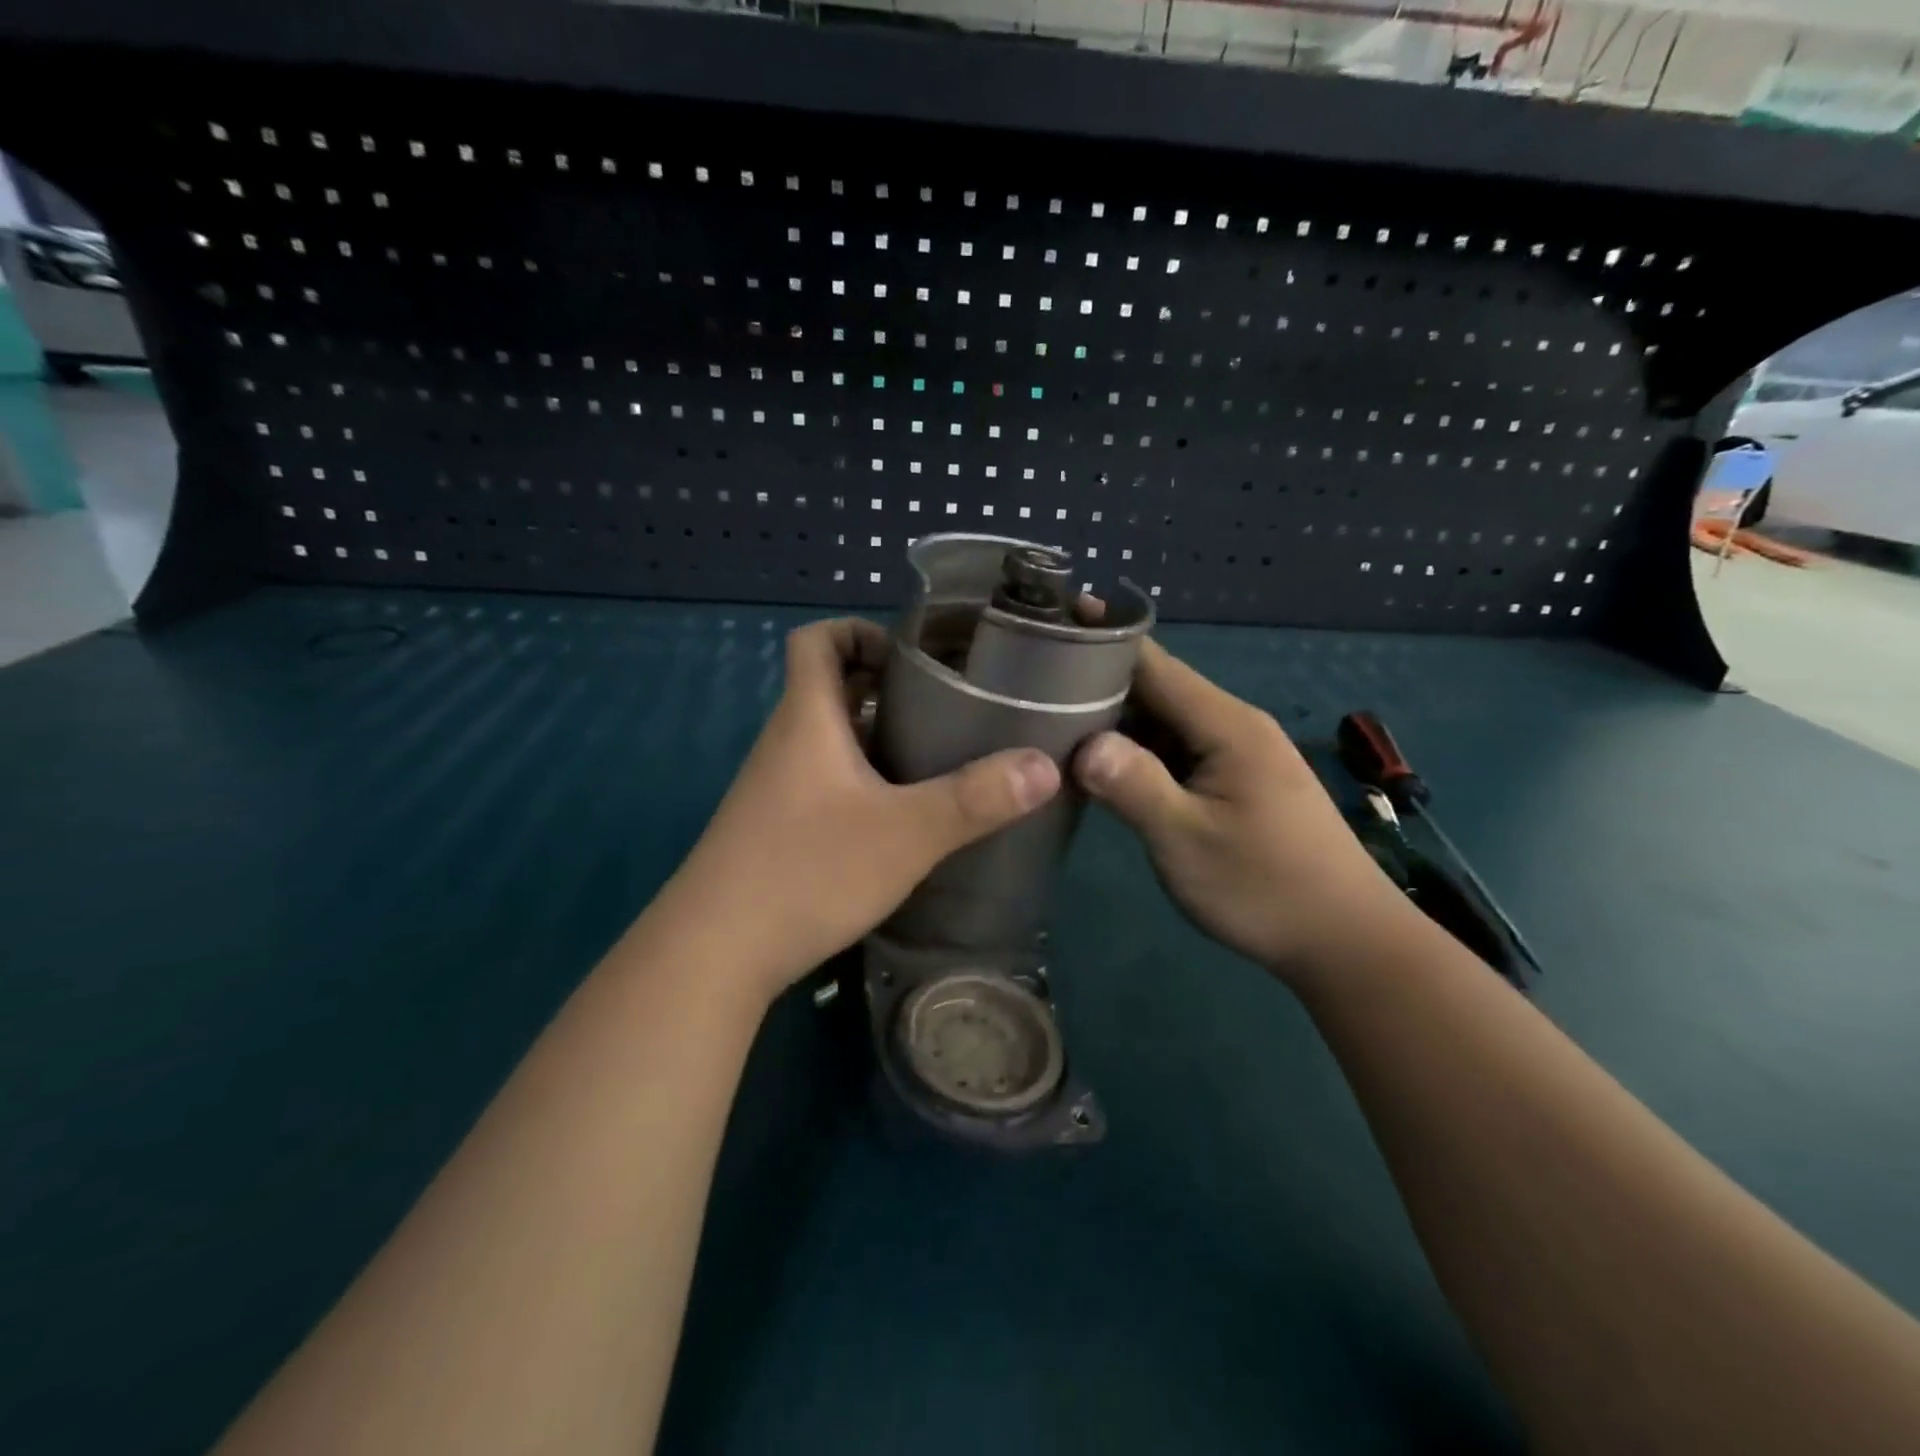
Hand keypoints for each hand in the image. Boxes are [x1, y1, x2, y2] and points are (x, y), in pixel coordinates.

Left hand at [649, 618, 1060, 1005]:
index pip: (816, 640)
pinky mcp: (774, 829)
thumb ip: (976, 798)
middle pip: (829, 688)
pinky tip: (899, 816)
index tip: (912, 655)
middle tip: (945, 704)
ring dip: (875, 736)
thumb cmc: (809, 871)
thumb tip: (1045, 766)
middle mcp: (785, 743)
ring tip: (935, 755)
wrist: (715, 952)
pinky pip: (822, 781)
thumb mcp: (907, 833)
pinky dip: (860, 779)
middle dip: (884, 686)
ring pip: (828, 739)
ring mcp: (774, 789)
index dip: (859, 631)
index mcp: (806, 718)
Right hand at [1074, 641, 1407, 988]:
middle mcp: (1232, 726)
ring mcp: (1235, 755)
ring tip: (1048, 719)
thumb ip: (1134, 785)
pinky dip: (1135, 751)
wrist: (1344, 939)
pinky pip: (1175, 751)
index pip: (1153, 664)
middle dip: (1097, 684)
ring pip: (1162, 722)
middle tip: (1030, 686)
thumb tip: (1082, 743)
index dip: (1102, 642)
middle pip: (1155, 689)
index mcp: (1225, 725)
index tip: (1049, 628)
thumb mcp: (1187, 840)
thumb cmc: (1265, 887)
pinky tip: (1097, 765)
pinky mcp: (1234, 782)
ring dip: (1113, 721)